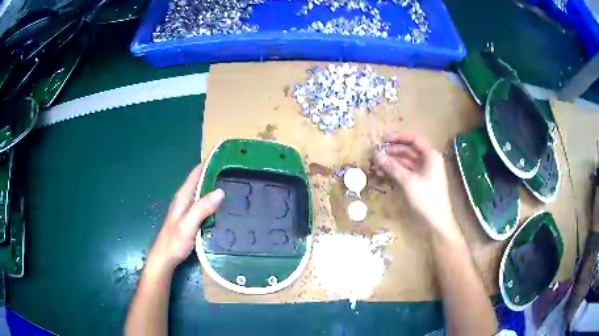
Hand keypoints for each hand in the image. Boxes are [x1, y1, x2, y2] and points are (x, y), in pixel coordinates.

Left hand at [146, 164, 224, 272]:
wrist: (165, 258)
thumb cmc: (174, 241)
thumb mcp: (188, 224)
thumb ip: (201, 208)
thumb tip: (220, 191)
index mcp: (182, 197)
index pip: (195, 174)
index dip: (207, 164)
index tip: (224, 157)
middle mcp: (185, 200)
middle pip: (200, 182)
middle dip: (214, 175)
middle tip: (235, 172)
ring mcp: (187, 210)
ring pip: (202, 194)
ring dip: (214, 188)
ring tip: (233, 186)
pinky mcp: (191, 220)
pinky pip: (204, 206)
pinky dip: (213, 202)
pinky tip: (223, 207)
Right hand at [373, 134, 460, 240]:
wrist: (437, 222)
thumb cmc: (426, 198)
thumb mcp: (407, 181)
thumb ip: (391, 166)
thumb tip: (376, 154)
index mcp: (430, 155)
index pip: (413, 140)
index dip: (398, 138)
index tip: (382, 140)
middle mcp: (429, 161)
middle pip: (409, 151)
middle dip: (392, 152)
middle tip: (376, 155)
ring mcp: (425, 172)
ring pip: (407, 162)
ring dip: (392, 163)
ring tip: (377, 166)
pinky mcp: (421, 182)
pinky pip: (407, 172)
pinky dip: (397, 172)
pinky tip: (385, 174)